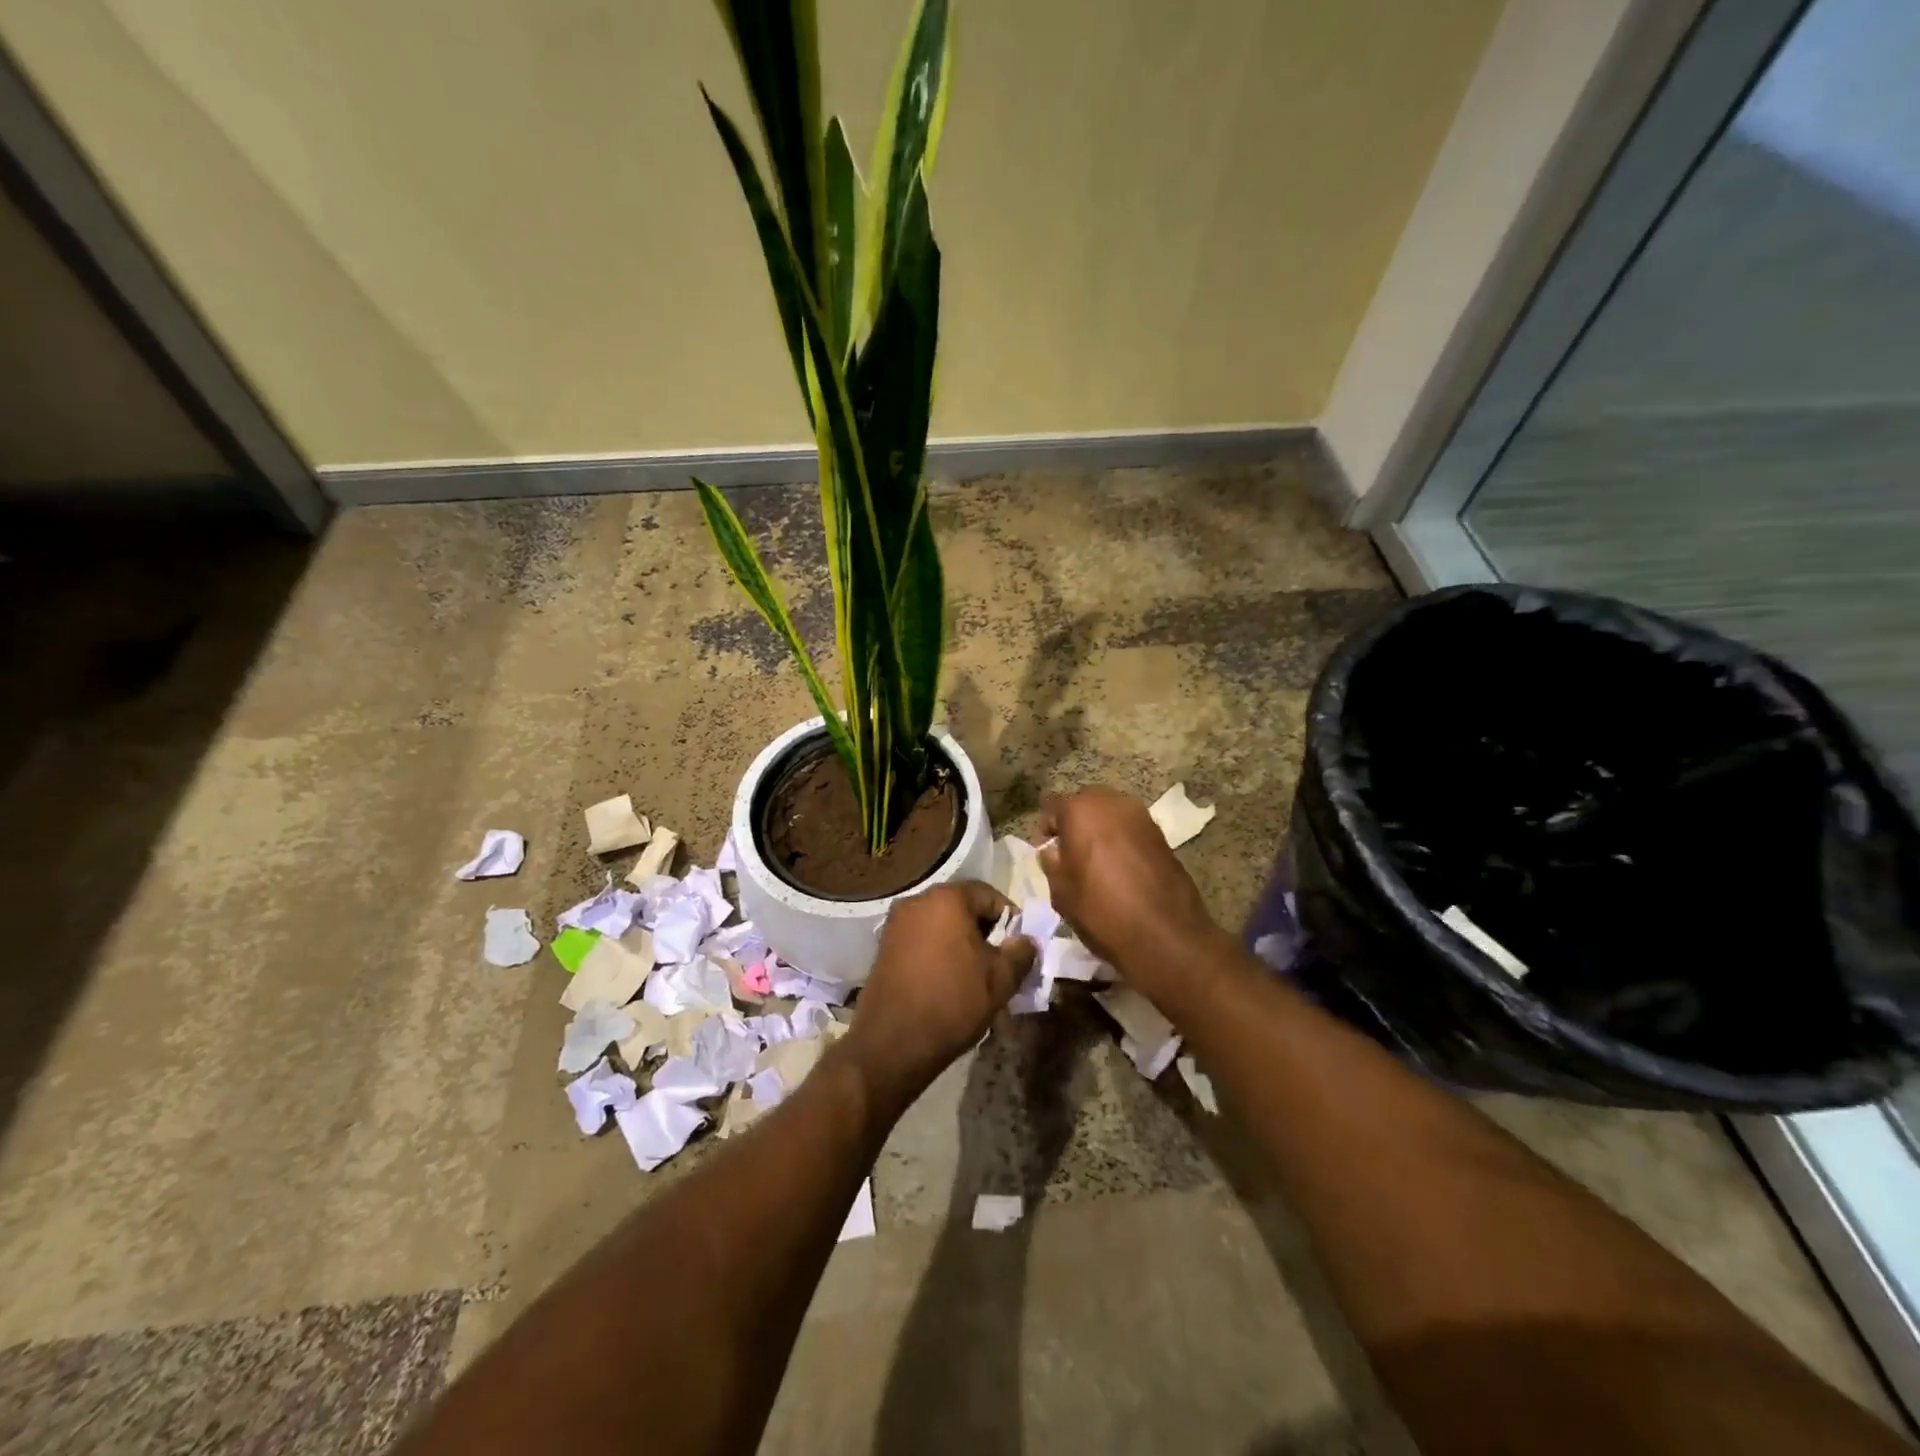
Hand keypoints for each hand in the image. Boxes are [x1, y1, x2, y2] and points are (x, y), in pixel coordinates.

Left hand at [843, 881, 1035, 1107]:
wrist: (893, 1043)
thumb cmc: (953, 1002)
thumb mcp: (1000, 979)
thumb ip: (1020, 953)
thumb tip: (1027, 940)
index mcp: (947, 898)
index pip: (989, 895)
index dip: (1010, 919)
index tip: (1019, 947)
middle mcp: (917, 901)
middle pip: (962, 906)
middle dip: (984, 930)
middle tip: (999, 961)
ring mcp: (896, 923)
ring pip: (940, 924)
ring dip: (960, 942)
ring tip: (974, 974)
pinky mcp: (884, 946)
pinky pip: (921, 939)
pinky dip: (937, 951)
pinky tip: (946, 979)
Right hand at [1038, 787, 1219, 983]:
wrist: (1165, 935)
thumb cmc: (1101, 912)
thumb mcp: (1061, 893)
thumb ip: (1051, 863)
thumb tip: (1052, 851)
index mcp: (1080, 811)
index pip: (1053, 804)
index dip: (1047, 826)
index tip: (1048, 849)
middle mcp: (1112, 803)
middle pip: (1085, 802)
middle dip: (1076, 821)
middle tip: (1071, 852)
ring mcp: (1141, 816)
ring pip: (1111, 812)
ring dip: (1101, 829)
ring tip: (1097, 860)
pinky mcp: (1161, 834)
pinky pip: (1131, 827)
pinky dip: (1122, 839)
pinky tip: (1121, 866)